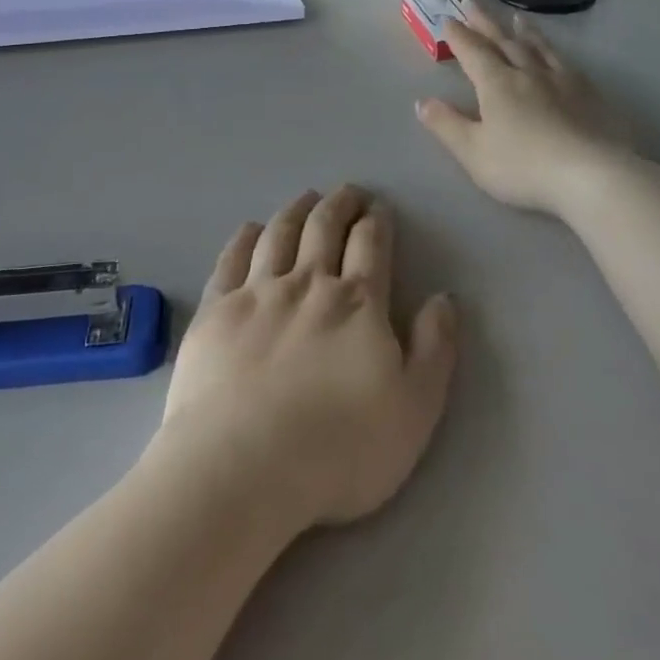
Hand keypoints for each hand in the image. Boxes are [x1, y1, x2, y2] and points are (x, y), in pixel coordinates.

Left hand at [155, 187, 457, 534]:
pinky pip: (232, 259)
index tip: (378, 209)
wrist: (242, 466)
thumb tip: (444, 298)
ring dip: (297, 210)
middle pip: (325, 226)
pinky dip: (245, 237)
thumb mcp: (414, 409)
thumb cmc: (339, 447)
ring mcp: (257, 293)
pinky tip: (251, 229)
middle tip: (348, 192)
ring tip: (306, 198)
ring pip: (280, 234)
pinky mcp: (216, 311)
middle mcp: (308, 283)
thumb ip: (434, 349)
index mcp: (358, 302)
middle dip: (340, 203)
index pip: (371, 244)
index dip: (376, 221)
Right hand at [415, 3, 633, 216]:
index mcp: (497, 84)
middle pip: (502, 41)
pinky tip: (557, 54)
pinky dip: (554, 51)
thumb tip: (422, 102)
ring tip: (516, 17)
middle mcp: (528, 72)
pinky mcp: (589, 93)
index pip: (473, 52)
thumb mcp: (473, 152)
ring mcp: (562, 80)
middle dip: (484, 21)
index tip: (447, 18)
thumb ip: (446, 125)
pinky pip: (566, 62)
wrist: (592, 175)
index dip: (458, 35)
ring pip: (538, 47)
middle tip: (471, 0)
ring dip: (523, 31)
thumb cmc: (524, 166)